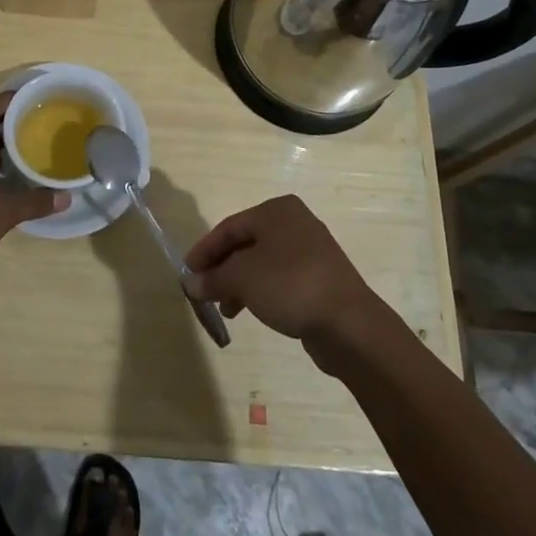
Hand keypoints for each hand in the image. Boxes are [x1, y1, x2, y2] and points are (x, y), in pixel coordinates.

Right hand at [185, 196, 386, 364]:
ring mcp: (310, 250)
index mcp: (276, 211)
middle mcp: (294, 223)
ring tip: (225, 309)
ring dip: (239, 283)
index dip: (204, 251)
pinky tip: (251, 311)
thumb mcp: (243, 278)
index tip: (186, 275)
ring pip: (262, 262)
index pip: (228, 227)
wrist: (349, 324)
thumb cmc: (290, 286)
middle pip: (245, 243)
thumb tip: (191, 284)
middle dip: (221, 269)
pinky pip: (280, 278)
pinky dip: (260, 291)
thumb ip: (213, 278)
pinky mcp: (320, 277)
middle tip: (203, 293)